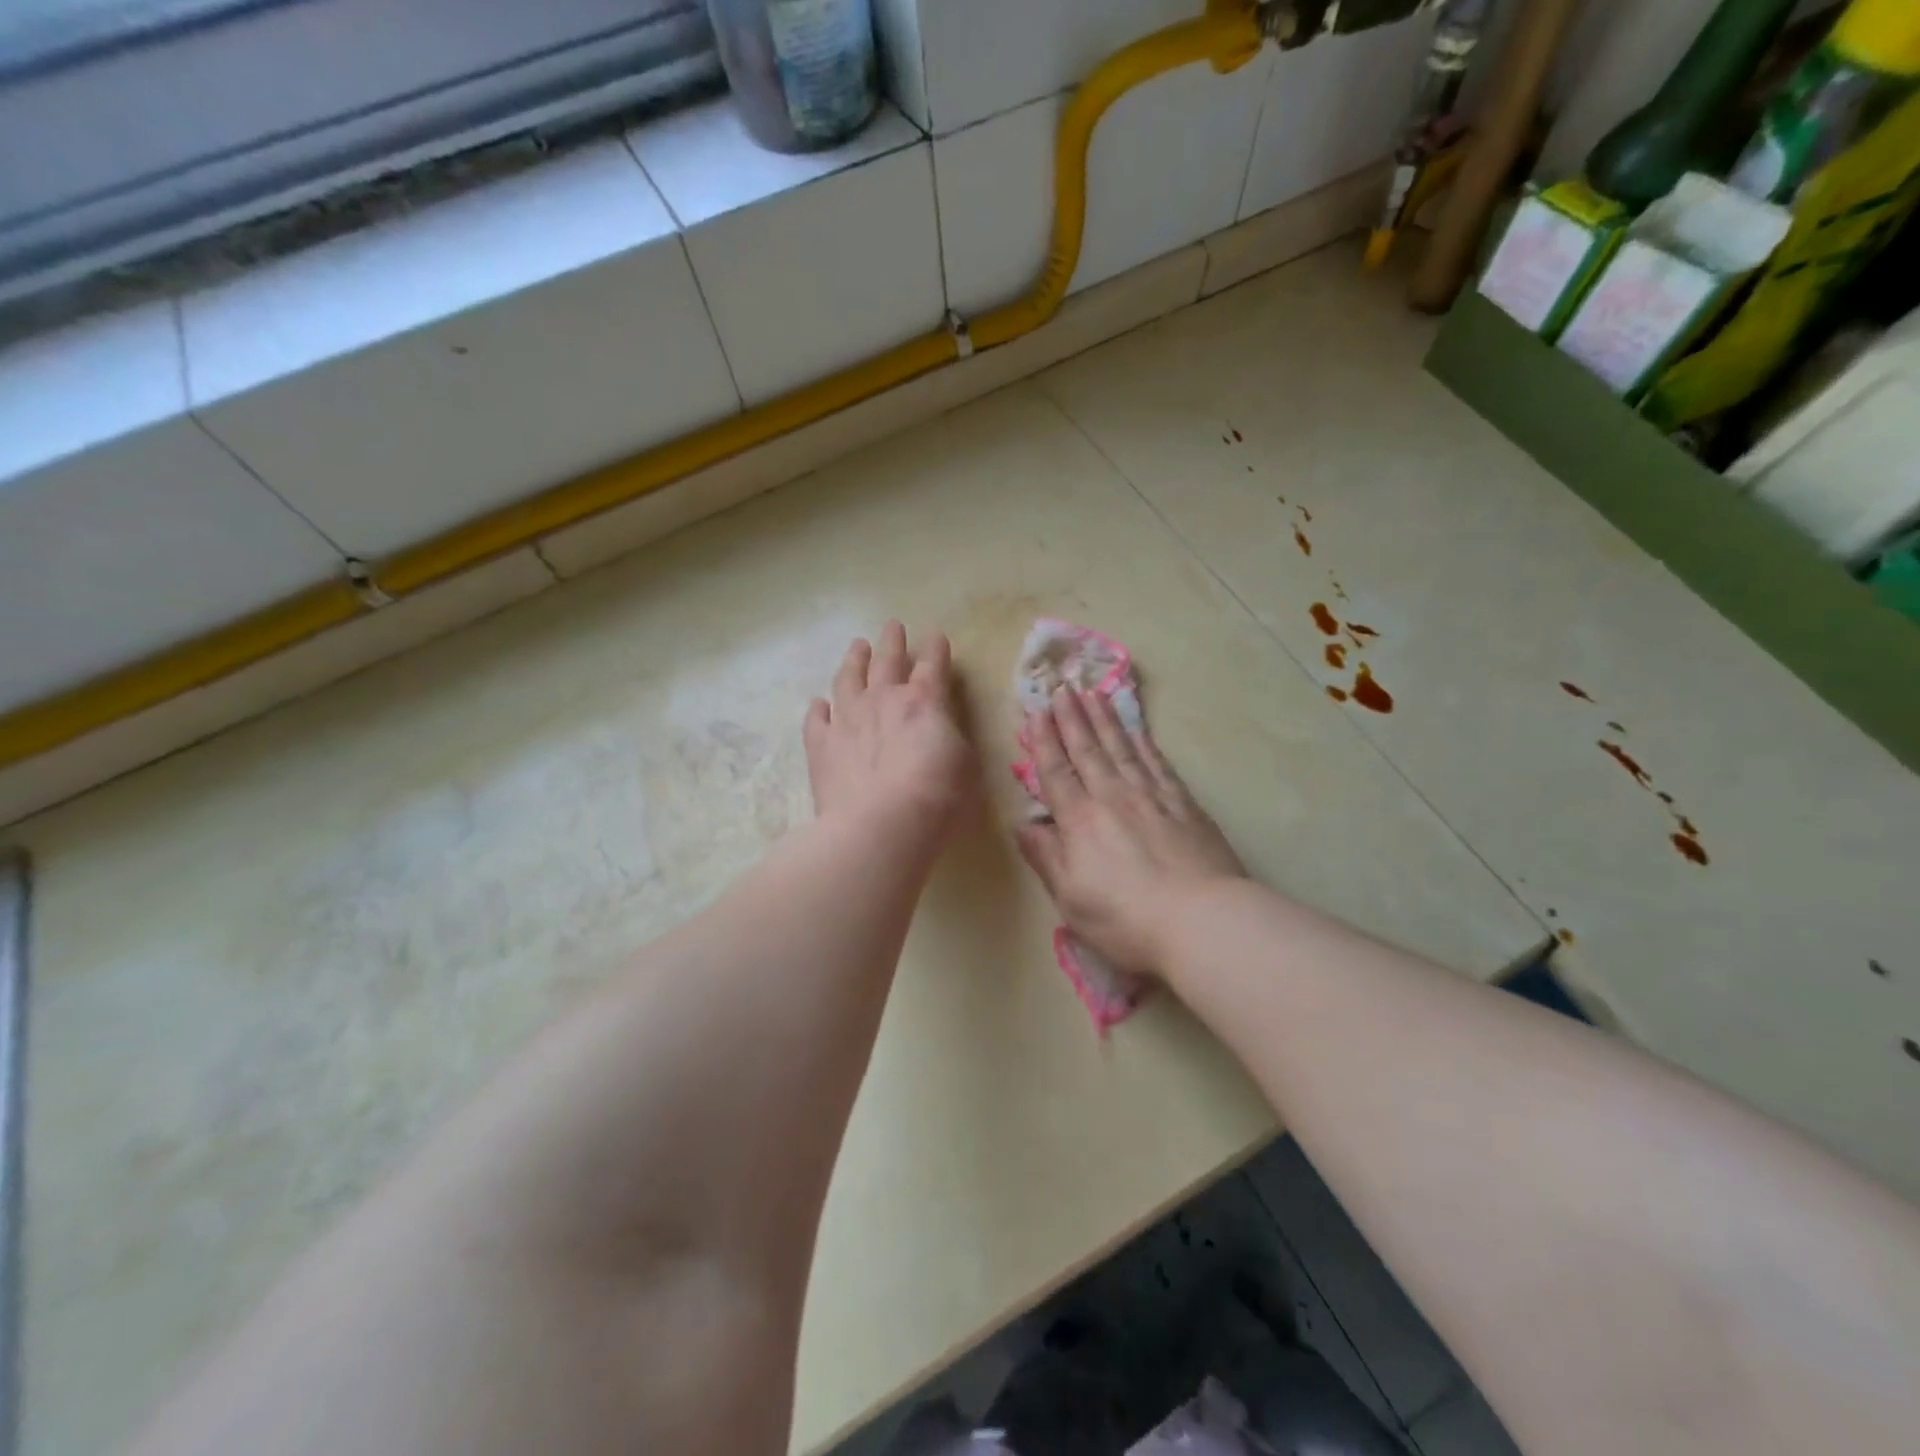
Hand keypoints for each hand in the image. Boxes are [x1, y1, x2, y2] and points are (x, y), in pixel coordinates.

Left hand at [804, 622, 976, 841]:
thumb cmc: (936, 798)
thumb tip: (939, 731)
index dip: (936, 650)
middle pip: (887, 661)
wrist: (880, 826)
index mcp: (923, 701)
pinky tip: (819, 703)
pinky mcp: (821, 745)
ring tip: (857, 646)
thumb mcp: (965, 765)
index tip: (936, 636)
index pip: (933, 665)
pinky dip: (819, 708)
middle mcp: (882, 700)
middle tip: (893, 626)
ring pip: (847, 679)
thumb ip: (950, 738)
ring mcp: (846, 719)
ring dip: (854, 660)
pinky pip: (816, 719)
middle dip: (892, 642)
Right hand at [1017, 688, 1245, 976]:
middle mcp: (1113, 798)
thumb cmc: (1126, 919)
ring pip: (1123, 749)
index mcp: (1080, 821)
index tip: (1036, 712)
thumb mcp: (1071, 898)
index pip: (1056, 772)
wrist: (1202, 921)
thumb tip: (1024, 824)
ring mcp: (1152, 797)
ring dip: (1105, 720)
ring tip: (1093, 695)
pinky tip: (1138, 730)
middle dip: (1072, 718)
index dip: (1044, 741)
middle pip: (1088, 750)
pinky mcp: (1184, 805)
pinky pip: (1158, 764)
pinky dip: (1145, 743)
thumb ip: (1046, 857)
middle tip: (1062, 688)